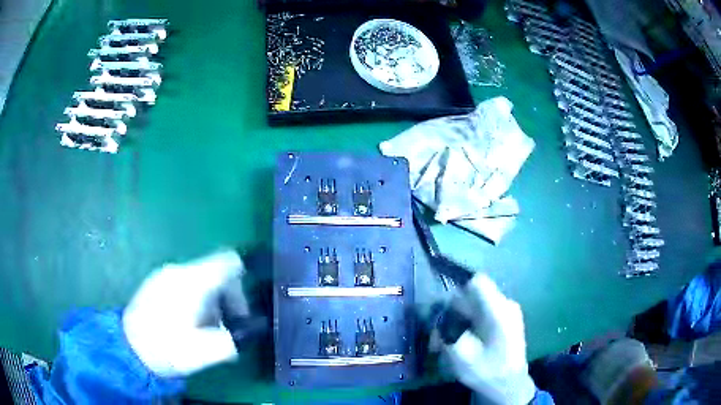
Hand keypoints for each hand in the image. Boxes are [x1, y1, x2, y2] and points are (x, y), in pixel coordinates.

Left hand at [123, 250, 249, 377]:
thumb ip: (232, 340)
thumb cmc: (166, 349)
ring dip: (212, 304)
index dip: (242, 283)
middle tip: (226, 328)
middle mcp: (178, 271)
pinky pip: (186, 285)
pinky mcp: (156, 284)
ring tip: (205, 331)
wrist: (128, 349)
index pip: (228, 261)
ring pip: (201, 280)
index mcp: (191, 281)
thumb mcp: (204, 352)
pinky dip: (196, 301)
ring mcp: (165, 275)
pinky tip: (188, 324)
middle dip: (228, 300)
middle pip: (216, 272)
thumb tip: (246, 333)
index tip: (241, 312)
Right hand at [443, 274, 536, 404]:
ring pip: (475, 305)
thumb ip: (447, 330)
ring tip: (445, 343)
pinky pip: (482, 313)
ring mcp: (507, 312)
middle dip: (451, 311)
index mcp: (499, 310)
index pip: (477, 281)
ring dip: (458, 320)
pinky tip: (459, 341)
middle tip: (437, 335)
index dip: (456, 282)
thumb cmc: (487, 371)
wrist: (510, 385)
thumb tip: (437, 314)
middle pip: (473, 295)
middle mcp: (506, 305)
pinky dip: (467, 323)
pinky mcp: (505, 320)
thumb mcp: (461, 354)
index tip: (438, 299)